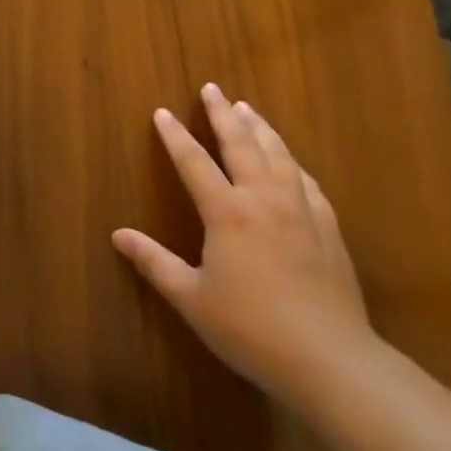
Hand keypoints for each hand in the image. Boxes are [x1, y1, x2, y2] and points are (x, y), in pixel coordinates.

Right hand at [112, 84, 374, 403]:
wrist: (331, 362)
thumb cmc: (252, 329)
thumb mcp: (192, 298)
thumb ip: (154, 262)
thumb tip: (118, 235)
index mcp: (227, 212)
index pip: (193, 161)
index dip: (175, 135)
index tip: (162, 112)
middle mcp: (263, 199)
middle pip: (241, 144)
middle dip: (223, 114)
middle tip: (212, 89)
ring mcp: (301, 212)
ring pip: (278, 155)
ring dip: (260, 128)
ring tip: (248, 108)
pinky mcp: (329, 230)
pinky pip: (307, 182)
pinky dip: (293, 163)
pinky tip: (291, 162)